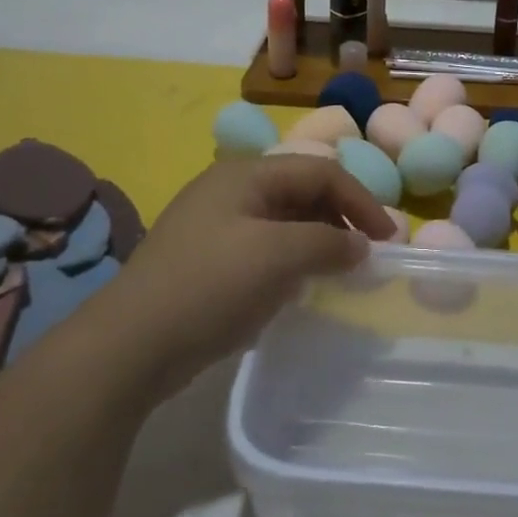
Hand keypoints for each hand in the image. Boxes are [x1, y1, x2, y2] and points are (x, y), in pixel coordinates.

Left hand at [102, 156, 396, 400]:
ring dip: (318, 240)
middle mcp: (231, 190)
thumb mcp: (277, 257)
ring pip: (285, 221)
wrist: (130, 345)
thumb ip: (327, 242)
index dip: (360, 200)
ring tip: (340, 272)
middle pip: (302, 191)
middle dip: (340, 218)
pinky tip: (301, 287)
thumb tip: (360, 245)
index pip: (320, 171)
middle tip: (366, 255)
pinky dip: (292, 261)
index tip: (388, 239)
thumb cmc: (209, 286)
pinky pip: (265, 248)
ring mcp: (216, 226)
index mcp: (246, 174)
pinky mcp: (209, 260)